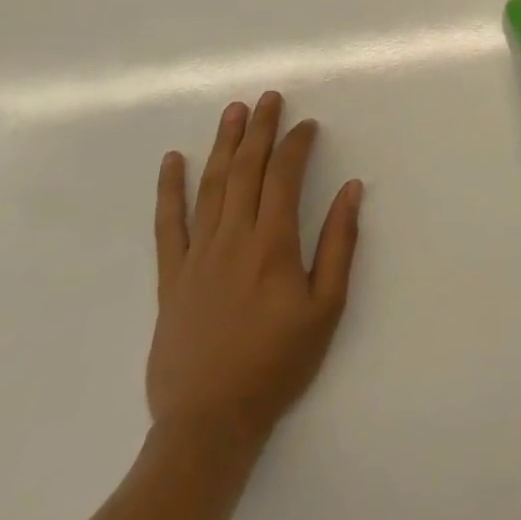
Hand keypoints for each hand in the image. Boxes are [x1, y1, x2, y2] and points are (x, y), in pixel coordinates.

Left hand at [147, 92, 363, 447]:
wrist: (209, 422)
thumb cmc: (276, 363)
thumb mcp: (326, 307)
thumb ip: (339, 244)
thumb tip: (352, 189)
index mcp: (272, 243)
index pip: (284, 175)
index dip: (296, 143)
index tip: (307, 125)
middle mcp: (233, 238)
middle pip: (246, 169)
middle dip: (260, 128)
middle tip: (269, 97)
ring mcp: (197, 255)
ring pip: (210, 185)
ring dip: (223, 144)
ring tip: (233, 110)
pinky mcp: (171, 277)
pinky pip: (168, 225)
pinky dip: (169, 189)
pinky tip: (172, 161)